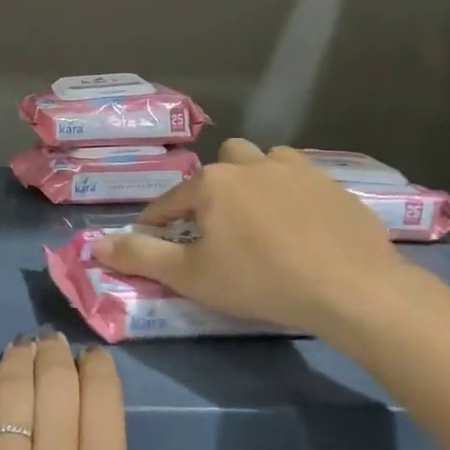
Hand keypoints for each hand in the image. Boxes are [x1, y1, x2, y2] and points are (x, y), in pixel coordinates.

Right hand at [93, 139, 415, 337]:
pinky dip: (292, 193)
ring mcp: (296, 169)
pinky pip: (301, 178)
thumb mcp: (191, 276)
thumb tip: (97, 245)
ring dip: (254, 181)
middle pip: (221, 164)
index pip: (169, 201)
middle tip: (218, 228)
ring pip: (263, 162)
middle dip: (212, 190)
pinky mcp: (333, 184)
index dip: (157, 224)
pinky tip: (300, 224)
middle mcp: (250, 164)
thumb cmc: (260, 280)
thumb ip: (140, 257)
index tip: (154, 243)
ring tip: (259, 218)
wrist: (353, 288)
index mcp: (211, 183)